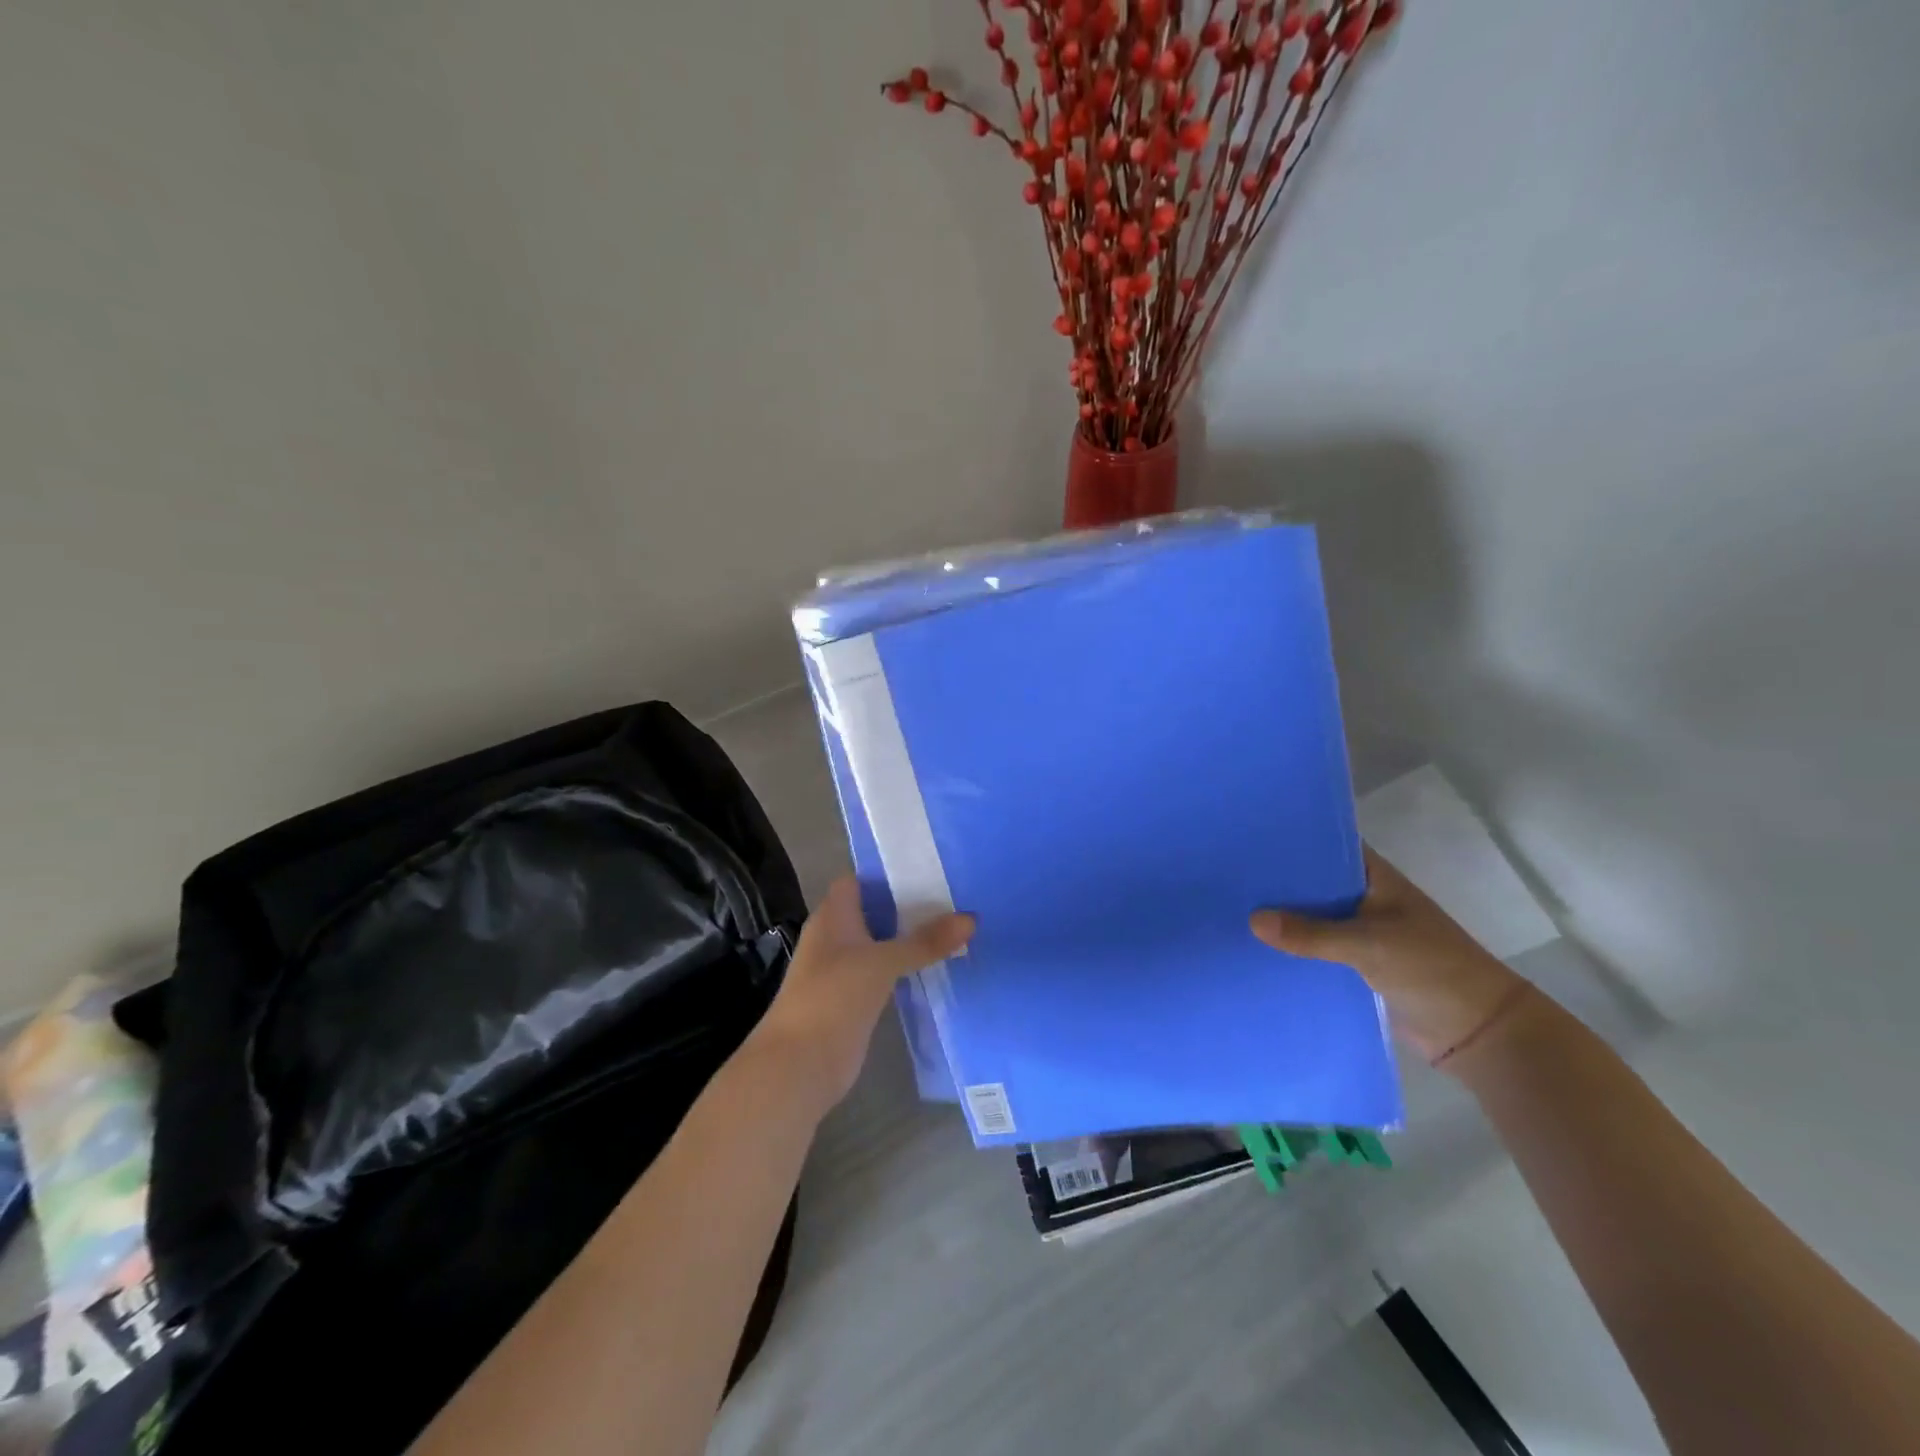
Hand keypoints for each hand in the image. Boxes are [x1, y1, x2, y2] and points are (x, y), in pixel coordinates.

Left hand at [746, 877, 973, 1111]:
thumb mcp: (882, 962)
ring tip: (956, 926)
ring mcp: (844, 970)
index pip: (859, 880)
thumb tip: (971, 918)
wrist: (800, 1066)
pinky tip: (938, 966)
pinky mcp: (856, 999)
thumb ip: (924, 941)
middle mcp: (836, 937)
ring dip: (911, 938)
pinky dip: (908, 968)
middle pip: (875, 911)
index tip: (929, 867)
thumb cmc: (833, 998)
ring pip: (882, 943)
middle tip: (955, 895)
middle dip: (909, 904)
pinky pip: (886, 973)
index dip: (888, 872)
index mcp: (833, 916)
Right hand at [1250, 849, 1532, 1069]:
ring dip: (1280, 918)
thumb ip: (1311, 934)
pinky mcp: (1354, 963)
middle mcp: (1363, 898)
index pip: (1326, 845)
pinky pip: (1314, 949)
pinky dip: (1291, 948)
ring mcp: (1359, 931)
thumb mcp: (1369, 945)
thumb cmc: (1431, 969)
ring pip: (1310, 917)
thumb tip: (1251, 919)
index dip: (1290, 839)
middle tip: (1224, 873)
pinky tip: (1253, 948)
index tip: (1245, 836)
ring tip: (1228, 908)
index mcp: (1374, 877)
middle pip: (1311, 882)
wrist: (1476, 1031)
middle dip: (1275, 881)